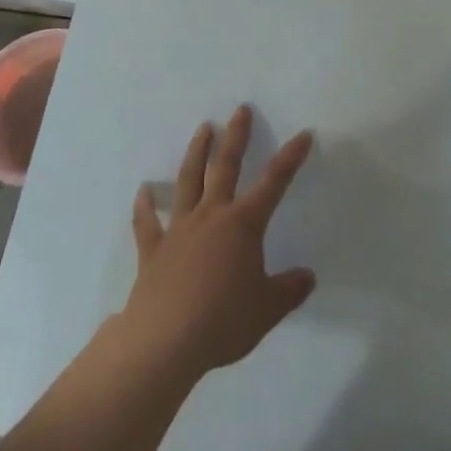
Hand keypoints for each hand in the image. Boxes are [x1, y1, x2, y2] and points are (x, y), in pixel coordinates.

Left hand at [119, 106, 315, 382]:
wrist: (165, 340)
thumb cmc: (223, 321)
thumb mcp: (267, 309)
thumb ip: (289, 290)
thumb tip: (308, 277)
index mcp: (243, 225)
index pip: (274, 183)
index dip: (290, 158)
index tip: (303, 134)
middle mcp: (211, 216)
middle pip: (226, 167)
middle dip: (236, 137)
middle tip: (240, 110)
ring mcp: (179, 229)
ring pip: (188, 181)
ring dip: (196, 153)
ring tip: (203, 129)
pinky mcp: (153, 250)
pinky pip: (148, 222)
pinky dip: (145, 206)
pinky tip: (143, 191)